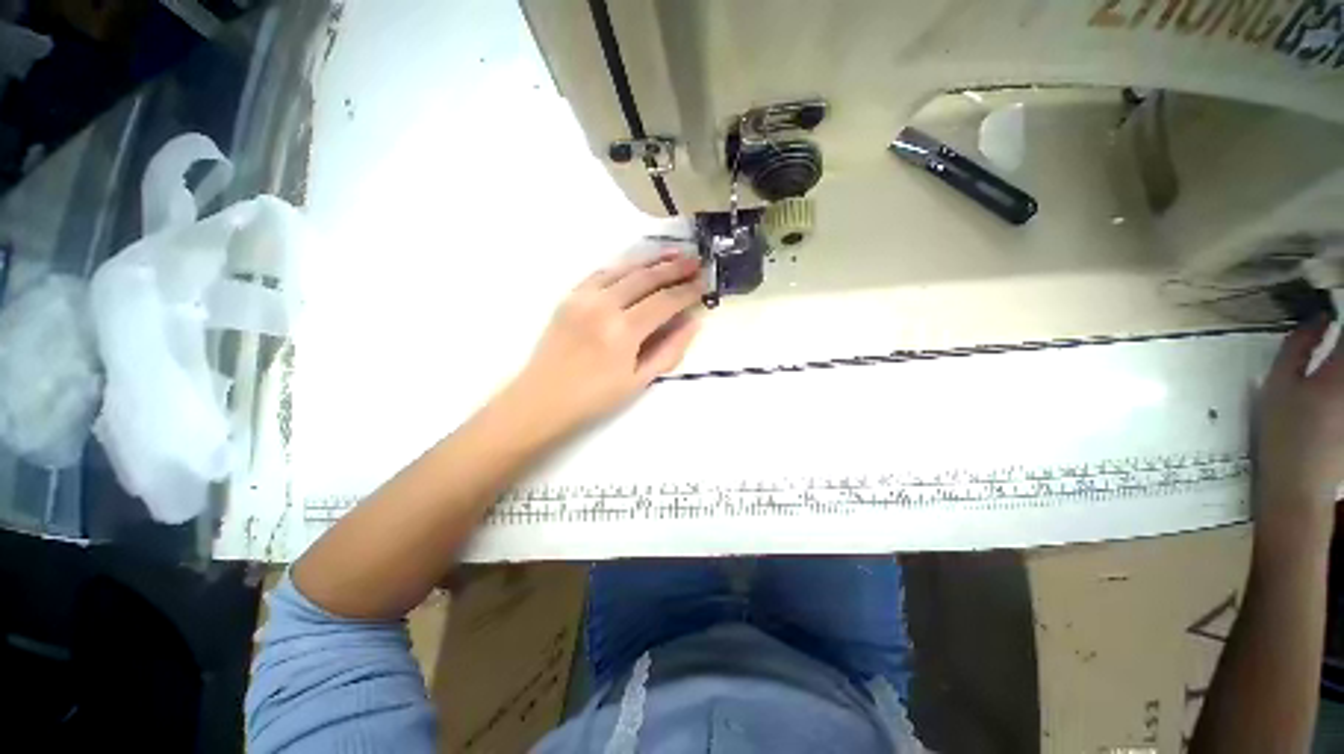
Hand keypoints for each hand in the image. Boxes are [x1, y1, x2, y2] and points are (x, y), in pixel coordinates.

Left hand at [503, 250, 703, 442]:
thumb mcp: (639, 381)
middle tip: (696, 261)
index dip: (688, 291)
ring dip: (652, 259)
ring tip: (674, 253)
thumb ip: (670, 350)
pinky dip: (624, 265)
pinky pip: (601, 271)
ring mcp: (583, 297)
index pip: (665, 301)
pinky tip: (637, 264)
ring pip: (624, 268)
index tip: (704, 283)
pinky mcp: (570, 296)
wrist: (543, 398)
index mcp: (623, 331)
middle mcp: (604, 305)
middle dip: (675, 267)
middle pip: (646, 277)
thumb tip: (693, 322)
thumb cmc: (595, 397)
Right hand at [1256, 319, 1343, 516]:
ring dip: (1339, 359)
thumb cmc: (1283, 432)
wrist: (1300, 484)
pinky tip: (1333, 377)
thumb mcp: (1278, 386)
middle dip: (1342, 338)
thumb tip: (1318, 319)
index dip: (1340, 312)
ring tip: (1332, 351)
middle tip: (1328, 329)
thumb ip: (1298, 348)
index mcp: (1342, 369)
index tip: (1329, 307)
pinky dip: (1339, 374)